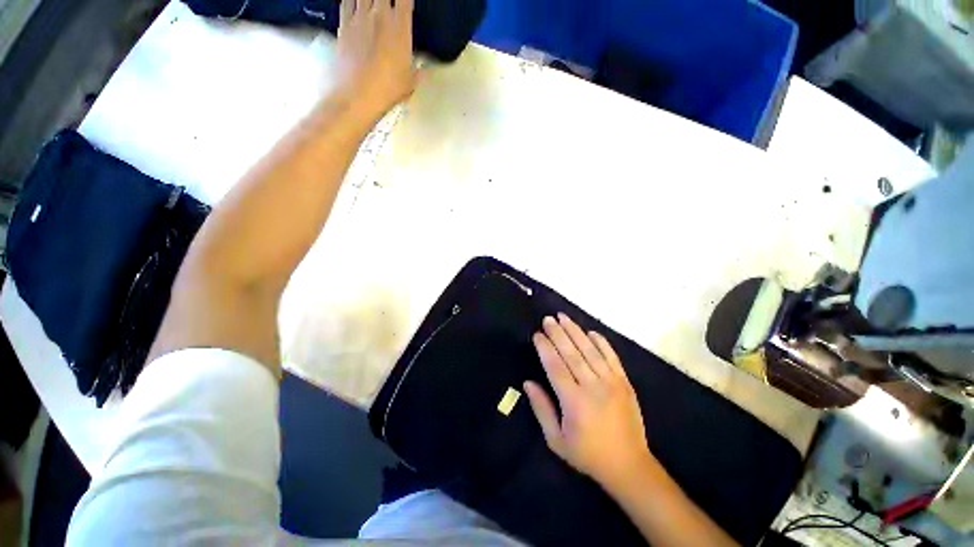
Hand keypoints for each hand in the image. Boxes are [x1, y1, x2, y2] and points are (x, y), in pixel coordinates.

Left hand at [335, 0, 417, 117]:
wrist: (357, 95)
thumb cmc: (386, 90)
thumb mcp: (410, 83)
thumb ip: (418, 72)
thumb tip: (424, 70)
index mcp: (400, 29)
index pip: (405, 0)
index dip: (406, 1)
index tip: (407, 4)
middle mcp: (379, 17)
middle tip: (389, 5)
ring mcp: (359, 18)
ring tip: (374, 5)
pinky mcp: (343, 25)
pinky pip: (346, 1)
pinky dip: (351, 0)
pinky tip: (355, 4)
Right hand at [525, 314, 654, 491]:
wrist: (629, 466)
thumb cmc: (587, 454)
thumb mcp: (556, 440)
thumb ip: (541, 409)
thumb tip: (528, 383)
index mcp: (574, 401)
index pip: (555, 366)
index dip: (545, 348)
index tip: (537, 334)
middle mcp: (593, 387)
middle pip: (572, 353)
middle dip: (557, 333)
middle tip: (548, 319)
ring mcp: (611, 382)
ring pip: (590, 350)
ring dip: (575, 331)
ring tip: (563, 317)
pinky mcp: (625, 382)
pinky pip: (611, 356)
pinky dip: (601, 342)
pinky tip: (590, 331)